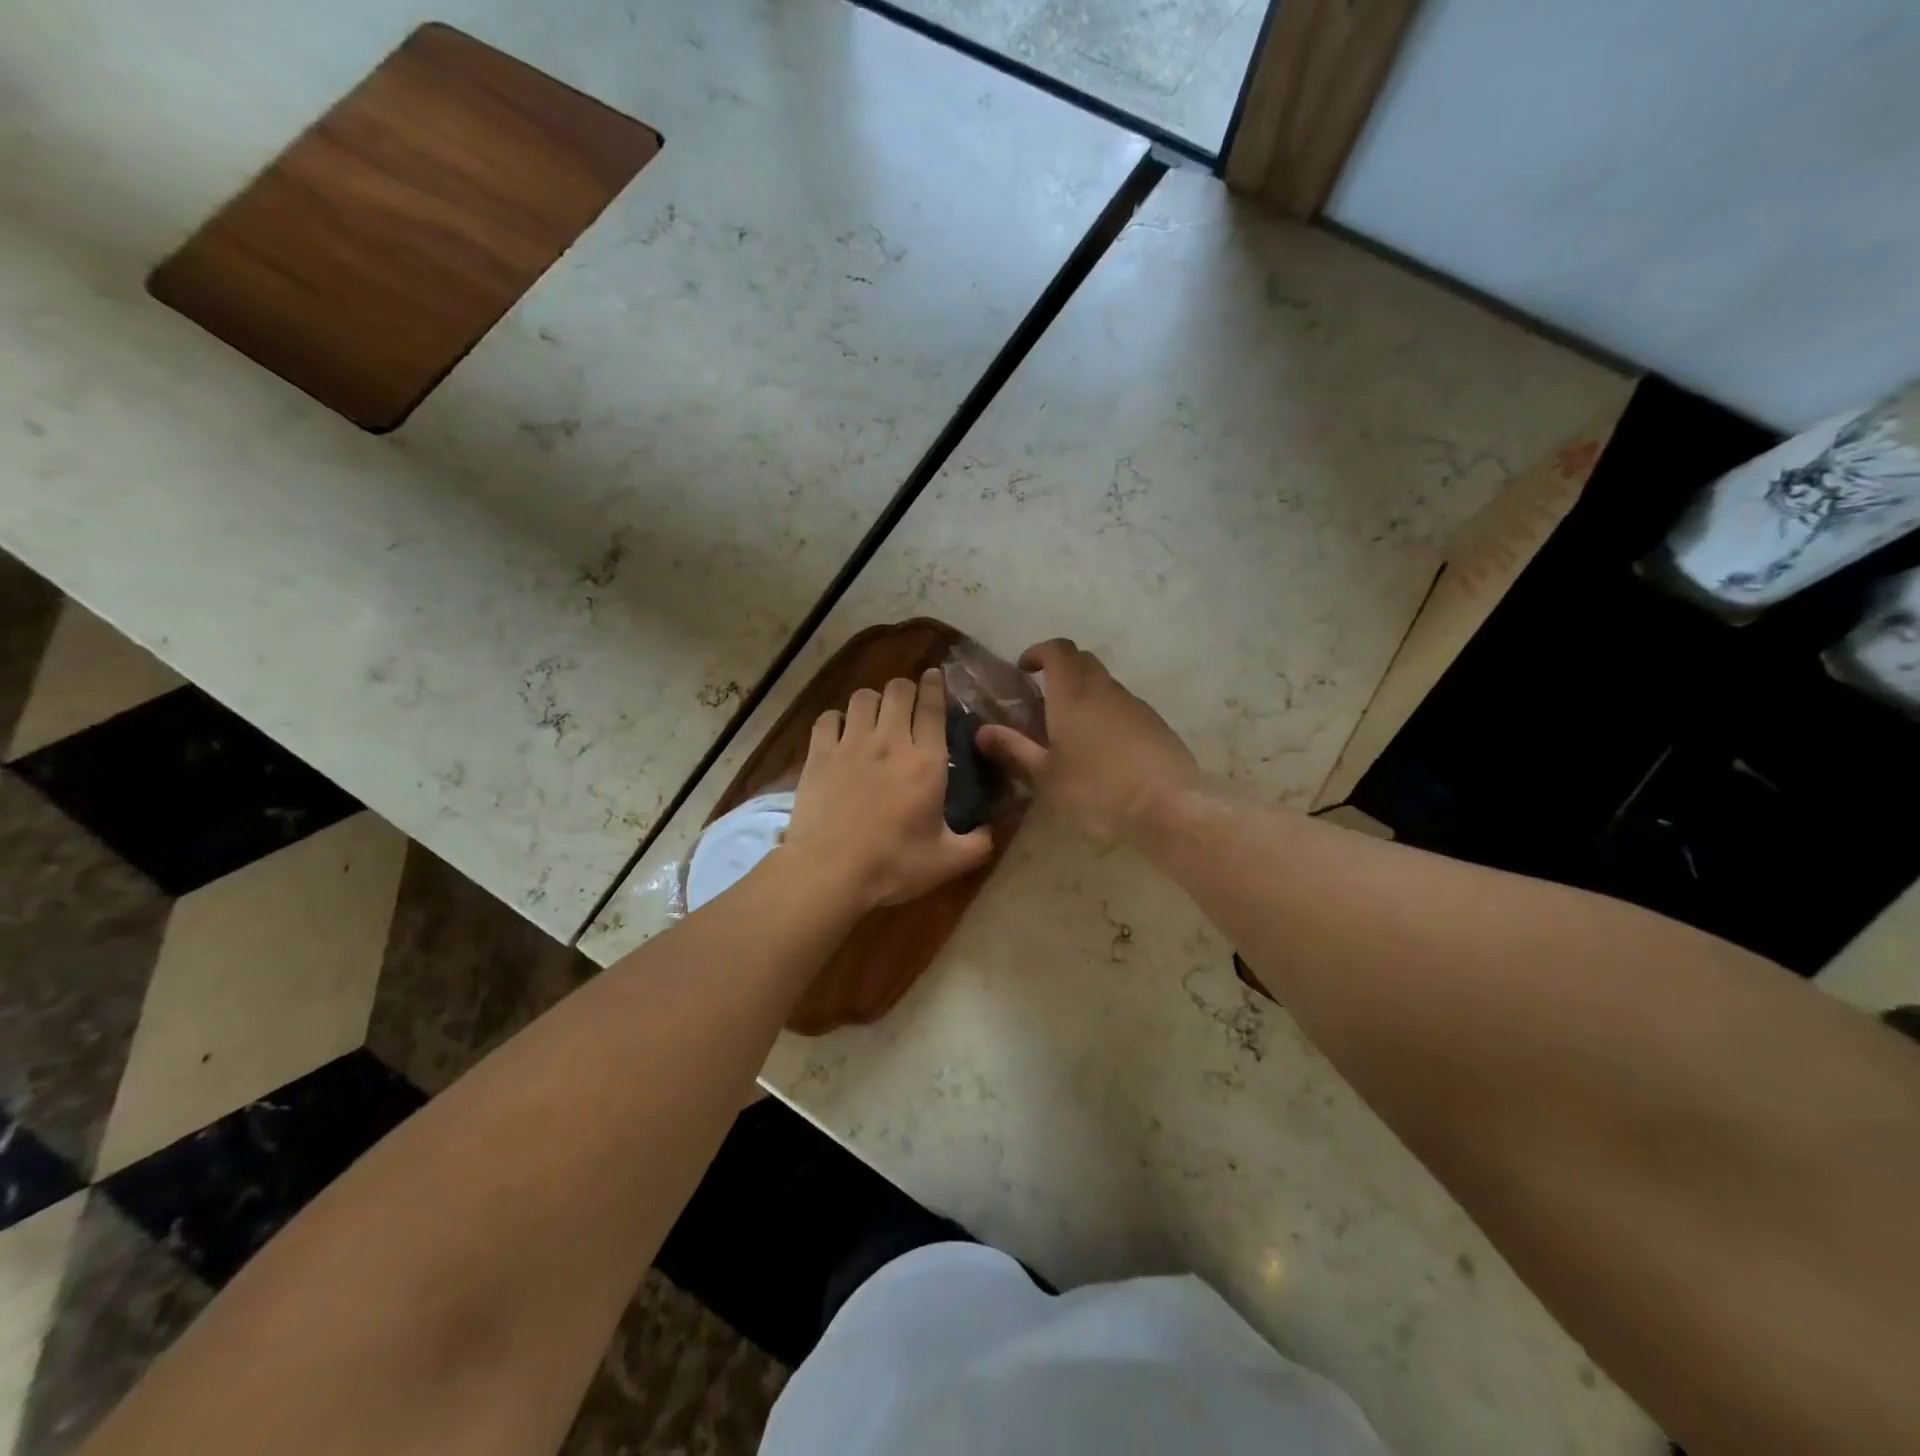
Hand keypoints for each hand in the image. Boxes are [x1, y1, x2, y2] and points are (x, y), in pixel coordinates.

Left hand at [784, 669, 993, 910]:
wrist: (830, 873)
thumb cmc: (893, 866)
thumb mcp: (948, 862)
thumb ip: (978, 845)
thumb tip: (992, 831)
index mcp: (926, 762)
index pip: (932, 706)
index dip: (935, 685)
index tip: (936, 676)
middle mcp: (890, 742)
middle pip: (898, 690)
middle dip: (906, 689)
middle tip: (908, 703)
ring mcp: (851, 745)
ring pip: (863, 697)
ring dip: (873, 702)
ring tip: (875, 717)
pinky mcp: (819, 754)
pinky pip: (828, 718)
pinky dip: (837, 720)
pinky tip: (840, 734)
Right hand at [976, 639, 1197, 841]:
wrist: (1168, 804)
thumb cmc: (1097, 789)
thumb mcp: (1046, 776)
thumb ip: (1014, 750)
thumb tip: (982, 732)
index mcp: (1073, 694)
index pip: (1057, 650)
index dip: (1039, 652)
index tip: (1024, 668)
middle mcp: (1104, 689)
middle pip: (1082, 660)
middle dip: (1061, 668)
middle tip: (1042, 695)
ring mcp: (1134, 704)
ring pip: (1104, 683)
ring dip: (1084, 692)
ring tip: (1069, 727)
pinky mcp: (1155, 723)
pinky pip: (1123, 705)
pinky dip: (1106, 712)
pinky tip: (1101, 748)